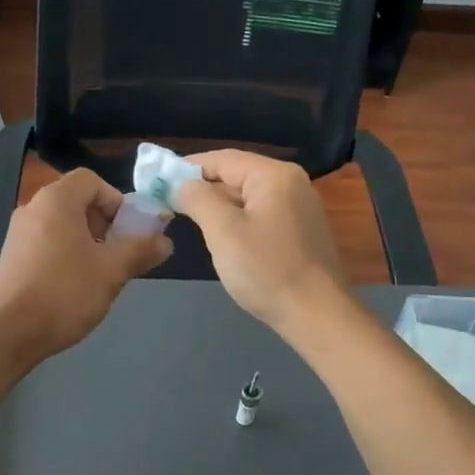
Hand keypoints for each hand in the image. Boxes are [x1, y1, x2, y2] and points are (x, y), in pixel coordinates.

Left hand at [0, 168, 170, 363]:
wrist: (7, 333)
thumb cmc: (64, 293)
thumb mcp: (111, 271)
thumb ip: (140, 251)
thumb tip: (165, 242)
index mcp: (56, 201)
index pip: (91, 180)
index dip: (116, 200)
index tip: (129, 230)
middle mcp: (33, 208)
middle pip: (77, 201)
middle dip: (105, 223)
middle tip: (119, 254)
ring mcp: (18, 234)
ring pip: (62, 225)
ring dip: (87, 242)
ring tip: (100, 274)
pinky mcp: (10, 258)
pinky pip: (46, 243)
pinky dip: (66, 254)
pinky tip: (74, 287)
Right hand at [176, 150, 349, 336]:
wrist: (316, 314)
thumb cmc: (266, 269)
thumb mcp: (223, 231)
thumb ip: (197, 199)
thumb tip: (180, 183)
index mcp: (274, 175)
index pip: (223, 159)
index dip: (188, 166)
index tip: (159, 180)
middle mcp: (291, 183)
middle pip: (237, 175)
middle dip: (203, 187)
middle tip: (169, 201)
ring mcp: (299, 207)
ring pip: (248, 196)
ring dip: (219, 205)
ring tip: (188, 217)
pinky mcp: (300, 230)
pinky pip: (261, 214)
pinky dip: (237, 219)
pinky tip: (221, 236)